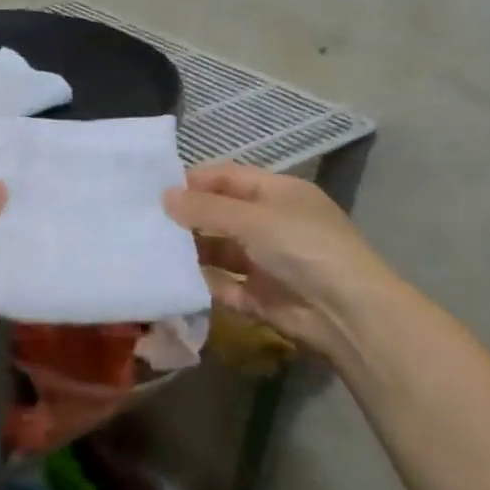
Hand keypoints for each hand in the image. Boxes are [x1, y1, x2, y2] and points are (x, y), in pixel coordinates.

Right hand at [164, 163, 397, 361]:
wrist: (345, 312)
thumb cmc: (303, 247)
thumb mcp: (252, 219)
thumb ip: (205, 209)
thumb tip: (164, 196)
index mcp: (278, 194)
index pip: (229, 178)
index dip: (194, 180)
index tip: (155, 189)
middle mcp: (271, 224)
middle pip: (221, 214)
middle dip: (187, 217)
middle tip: (144, 220)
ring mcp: (265, 261)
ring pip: (218, 251)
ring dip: (190, 251)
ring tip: (150, 250)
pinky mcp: (259, 296)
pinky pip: (222, 285)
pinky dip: (200, 283)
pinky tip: (170, 279)